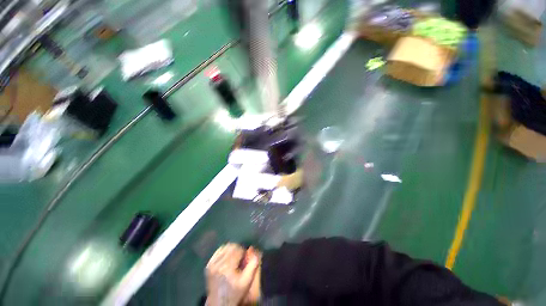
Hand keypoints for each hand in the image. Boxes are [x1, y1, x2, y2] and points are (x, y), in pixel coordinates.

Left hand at [205, 244, 259, 305]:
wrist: (220, 303)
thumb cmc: (235, 292)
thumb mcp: (247, 281)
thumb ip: (254, 264)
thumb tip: (257, 251)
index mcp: (227, 267)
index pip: (238, 249)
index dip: (244, 253)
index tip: (245, 260)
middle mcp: (218, 264)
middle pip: (232, 247)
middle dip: (238, 250)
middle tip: (240, 259)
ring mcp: (212, 264)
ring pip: (225, 247)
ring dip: (231, 250)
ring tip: (234, 259)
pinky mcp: (209, 264)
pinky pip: (219, 251)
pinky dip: (224, 252)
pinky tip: (227, 259)